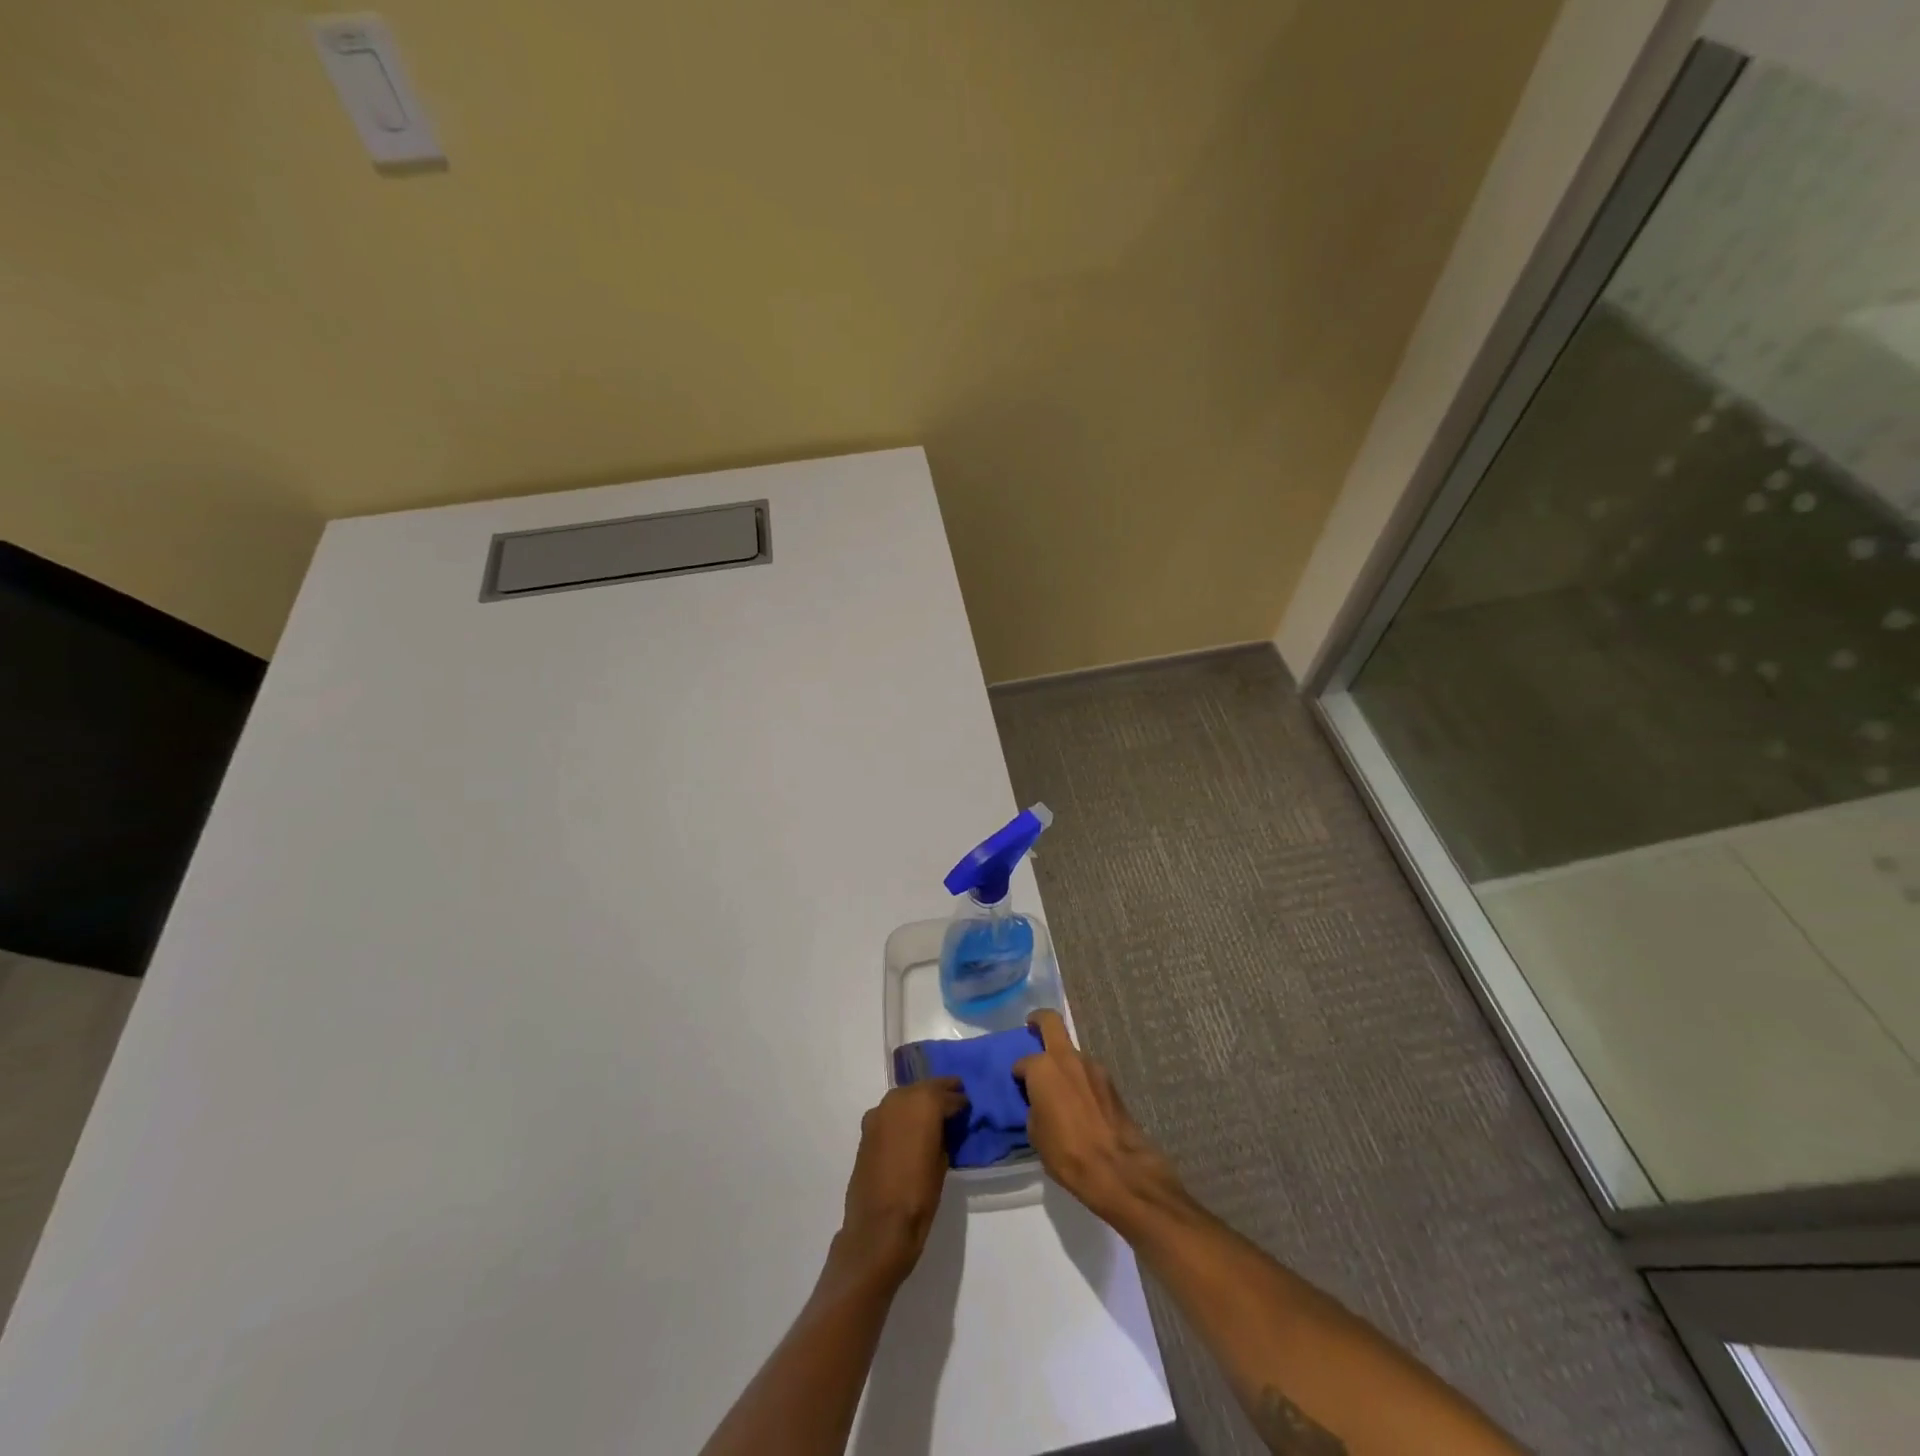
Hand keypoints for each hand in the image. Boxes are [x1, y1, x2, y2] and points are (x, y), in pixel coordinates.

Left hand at [835, 1078, 965, 1287]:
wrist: (878, 1227)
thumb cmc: (919, 1196)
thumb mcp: (943, 1162)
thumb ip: (944, 1134)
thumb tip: (943, 1126)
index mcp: (923, 1104)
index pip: (947, 1095)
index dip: (959, 1101)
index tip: (967, 1106)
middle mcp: (899, 1099)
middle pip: (924, 1088)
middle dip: (939, 1093)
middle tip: (954, 1098)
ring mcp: (879, 1112)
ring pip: (905, 1097)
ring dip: (918, 1101)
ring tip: (932, 1113)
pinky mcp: (867, 1128)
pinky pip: (890, 1112)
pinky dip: (902, 1114)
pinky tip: (910, 1128)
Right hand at [1014, 1010, 1184, 1235]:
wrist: (1117, 1167)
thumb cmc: (1066, 1152)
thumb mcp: (1036, 1133)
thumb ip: (1035, 1106)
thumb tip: (1040, 1101)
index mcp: (1043, 1068)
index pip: (1023, 1062)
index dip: (1018, 1073)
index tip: (1018, 1085)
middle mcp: (1067, 1058)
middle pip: (1051, 1023)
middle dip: (1039, 1021)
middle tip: (1031, 1026)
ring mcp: (1093, 1067)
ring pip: (1072, 1053)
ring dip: (1064, 1062)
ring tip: (1060, 1088)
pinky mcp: (1111, 1081)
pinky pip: (1087, 1073)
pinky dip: (1080, 1079)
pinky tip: (1079, 1102)